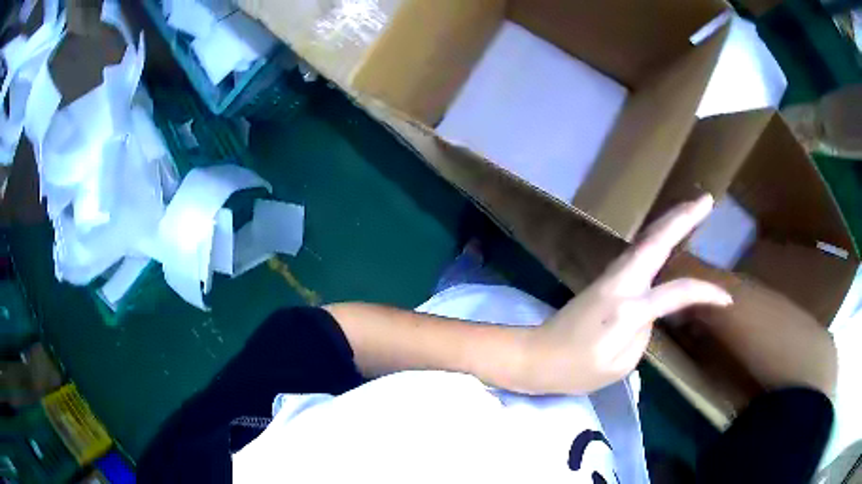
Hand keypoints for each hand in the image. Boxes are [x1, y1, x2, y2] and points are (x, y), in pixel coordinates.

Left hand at [519, 195, 733, 394]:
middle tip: (706, 200)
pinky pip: (638, 252)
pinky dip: (657, 238)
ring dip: (669, 222)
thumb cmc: (575, 370)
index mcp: (627, 308)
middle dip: (683, 217)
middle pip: (656, 241)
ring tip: (691, 209)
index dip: (705, 293)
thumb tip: (651, 311)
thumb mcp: (618, 365)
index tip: (726, 299)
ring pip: (646, 241)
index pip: (676, 293)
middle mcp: (620, 282)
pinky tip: (665, 236)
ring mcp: (610, 276)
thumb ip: (643, 334)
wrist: (535, 356)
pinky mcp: (605, 279)